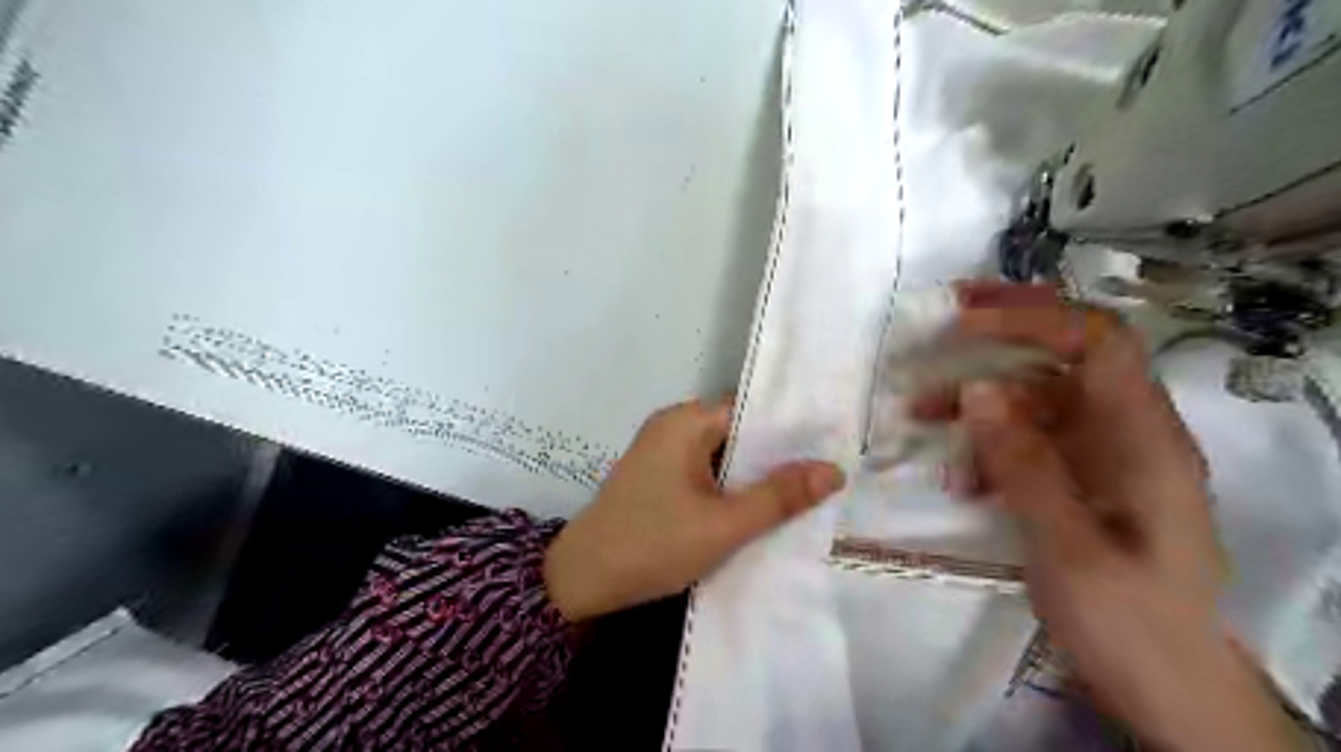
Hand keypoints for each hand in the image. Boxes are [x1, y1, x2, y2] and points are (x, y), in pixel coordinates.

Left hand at [541, 399, 834, 622]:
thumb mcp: (724, 524)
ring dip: (755, 473)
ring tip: (806, 490)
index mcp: (686, 421)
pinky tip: (760, 506)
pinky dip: (731, 485)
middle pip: (739, 431)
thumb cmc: (653, 544)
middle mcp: (673, 425)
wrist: (582, 580)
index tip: (833, 444)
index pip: (752, 409)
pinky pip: (706, 470)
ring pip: (724, 454)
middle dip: (778, 454)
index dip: (793, 428)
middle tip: (828, 472)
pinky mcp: (658, 475)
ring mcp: (663, 450)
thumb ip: (779, 497)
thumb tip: (834, 470)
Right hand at [942, 283, 1298, 750]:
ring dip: (980, 401)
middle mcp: (1128, 435)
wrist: (1167, 690)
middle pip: (1067, 358)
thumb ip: (1024, 464)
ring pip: (1038, 401)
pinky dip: (989, 446)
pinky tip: (960, 478)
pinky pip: (1030, 441)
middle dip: (1003, 335)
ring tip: (920, 414)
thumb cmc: (1127, 622)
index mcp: (1144, 441)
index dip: (1033, 319)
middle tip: (941, 325)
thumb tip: (977, 390)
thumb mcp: (1068, 548)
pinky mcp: (1082, 480)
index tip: (964, 320)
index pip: (1097, 344)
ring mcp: (1104, 458)